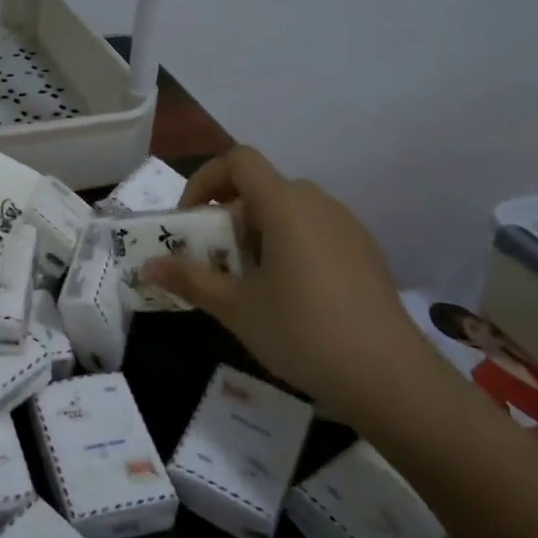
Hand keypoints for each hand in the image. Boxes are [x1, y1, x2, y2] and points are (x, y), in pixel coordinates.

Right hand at [144, 146, 454, 426]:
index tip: (191, 220)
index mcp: (284, 204)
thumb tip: (148, 266)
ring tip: (250, 282)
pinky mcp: (366, 252)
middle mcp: (318, 203)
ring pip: (290, 211)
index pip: (238, 160)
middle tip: (216, 260)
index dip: (206, 179)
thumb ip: (190, 279)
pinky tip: (292, 297)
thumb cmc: (302, 331)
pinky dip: (291, 246)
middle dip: (229, 216)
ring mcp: (347, 227)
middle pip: (262, 188)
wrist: (389, 376)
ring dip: (259, 233)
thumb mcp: (236, 307)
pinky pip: (316, 232)